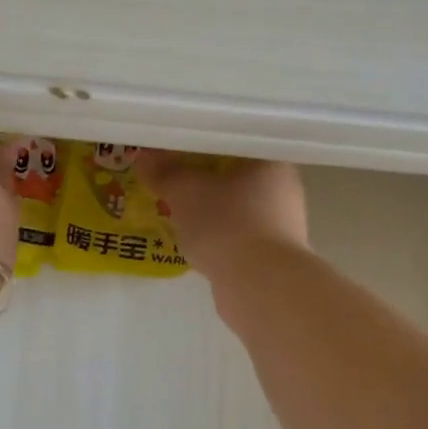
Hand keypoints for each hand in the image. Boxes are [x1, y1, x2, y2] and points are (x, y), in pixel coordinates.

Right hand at [135, 153, 308, 277]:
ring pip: (236, 208)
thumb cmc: (226, 223)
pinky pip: (237, 236)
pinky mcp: (272, 257)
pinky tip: (195, 242)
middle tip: (172, 179)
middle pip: (236, 176)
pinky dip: (217, 237)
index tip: (177, 151)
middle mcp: (284, 190)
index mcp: (272, 161)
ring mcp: (282, 226)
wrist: (258, 285)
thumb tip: (143, 157)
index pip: (235, 142)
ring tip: (178, 211)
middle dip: (204, 179)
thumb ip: (164, 172)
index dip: (203, 145)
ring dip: (210, 210)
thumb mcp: (185, 191)